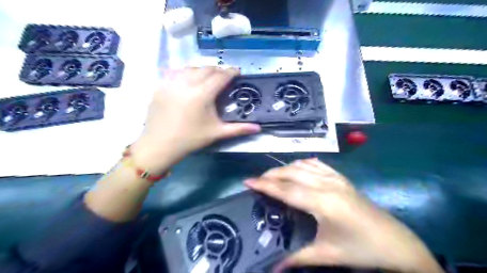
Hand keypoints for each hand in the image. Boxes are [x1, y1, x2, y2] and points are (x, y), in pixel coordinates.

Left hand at [129, 67, 258, 172]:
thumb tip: (258, 128)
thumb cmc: (191, 139)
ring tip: (208, 76)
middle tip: (224, 76)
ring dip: (202, 69)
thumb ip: (239, 129)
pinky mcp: (160, 86)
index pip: (220, 76)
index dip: (231, 72)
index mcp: (202, 94)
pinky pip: (175, 72)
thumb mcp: (217, 133)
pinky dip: (185, 71)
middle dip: (218, 70)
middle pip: (206, 69)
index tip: (238, 72)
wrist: (160, 145)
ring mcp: (171, 83)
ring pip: (190, 68)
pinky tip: (188, 77)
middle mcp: (186, 84)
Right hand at [246, 159, 444, 271]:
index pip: (286, 190)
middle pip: (292, 173)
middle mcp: (327, 185)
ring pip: (303, 165)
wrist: (396, 244)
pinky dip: (303, 164)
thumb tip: (273, 269)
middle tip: (257, 180)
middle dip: (271, 174)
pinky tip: (298, 168)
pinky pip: (318, 164)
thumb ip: (297, 259)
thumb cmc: (361, 250)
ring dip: (286, 168)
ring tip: (274, 176)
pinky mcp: (342, 178)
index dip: (265, 184)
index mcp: (322, 203)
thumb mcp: (327, 255)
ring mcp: (336, 179)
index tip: (247, 181)